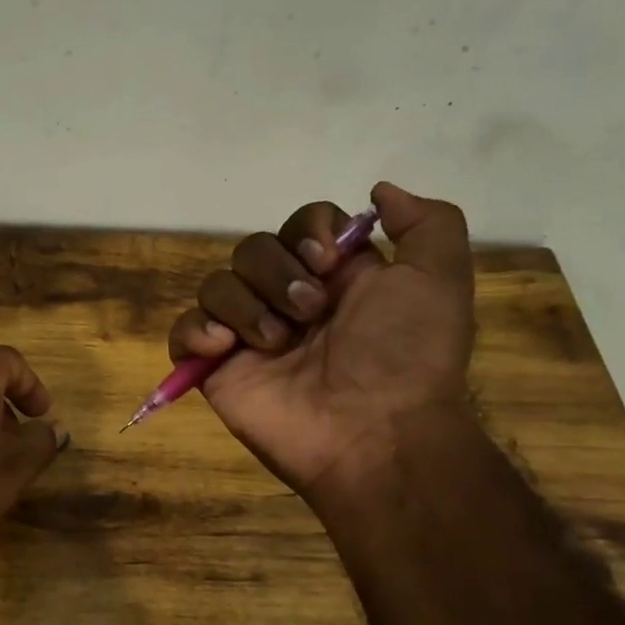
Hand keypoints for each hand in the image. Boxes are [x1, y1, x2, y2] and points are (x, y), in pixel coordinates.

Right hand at [167, 182, 474, 502]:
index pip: (300, 224)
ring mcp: (247, 335)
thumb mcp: (440, 280)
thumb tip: (378, 191)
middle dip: (278, 273)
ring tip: (276, 343)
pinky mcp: (215, 367)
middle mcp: (286, 299)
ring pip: (216, 284)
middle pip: (253, 248)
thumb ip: (427, 223)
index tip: (328, 259)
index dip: (308, 230)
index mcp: (334, 277)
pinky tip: (227, 348)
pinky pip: (183, 330)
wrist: (374, 433)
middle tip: (309, 312)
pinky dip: (198, 331)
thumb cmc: (405, 356)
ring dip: (246, 306)